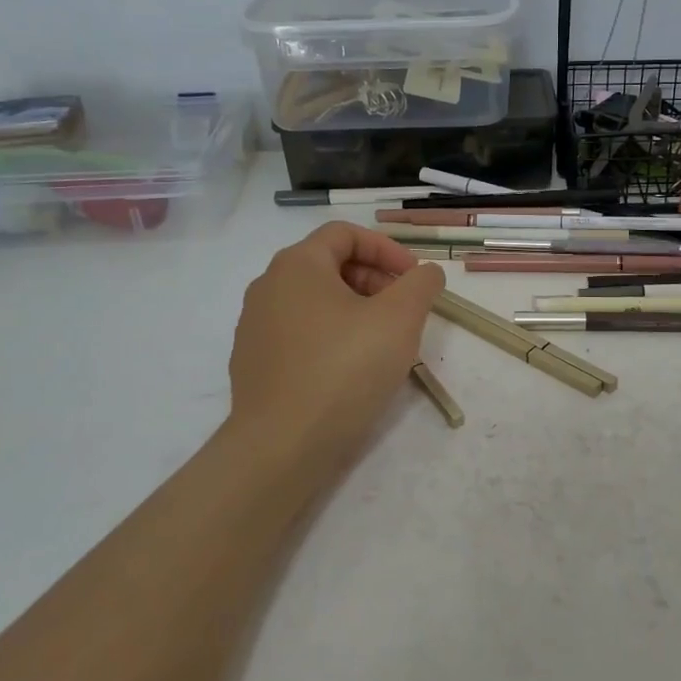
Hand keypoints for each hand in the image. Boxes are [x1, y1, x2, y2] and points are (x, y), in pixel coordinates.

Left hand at [228, 223, 444, 480]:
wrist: (282, 446)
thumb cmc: (344, 369)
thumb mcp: (400, 319)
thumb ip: (421, 284)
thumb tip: (426, 273)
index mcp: (297, 265)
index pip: (345, 234)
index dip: (387, 249)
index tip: (414, 278)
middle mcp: (268, 287)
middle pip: (329, 265)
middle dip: (374, 280)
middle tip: (404, 311)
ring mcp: (255, 326)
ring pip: (315, 302)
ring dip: (355, 310)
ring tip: (383, 342)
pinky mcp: (254, 362)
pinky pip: (300, 333)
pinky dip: (331, 337)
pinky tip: (351, 370)